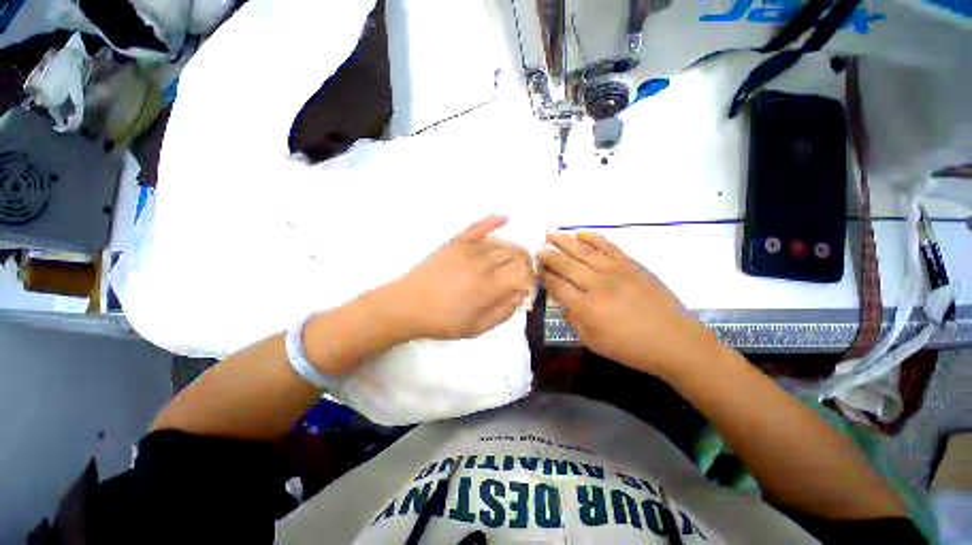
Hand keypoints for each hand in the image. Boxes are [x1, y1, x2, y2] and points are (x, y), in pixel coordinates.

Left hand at [389, 215, 533, 339]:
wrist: (407, 305)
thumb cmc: (442, 321)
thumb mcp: (477, 328)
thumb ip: (503, 312)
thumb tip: (520, 296)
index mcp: (489, 286)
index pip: (523, 274)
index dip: (530, 279)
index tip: (527, 287)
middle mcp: (483, 263)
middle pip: (516, 255)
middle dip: (525, 264)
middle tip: (522, 275)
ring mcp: (468, 249)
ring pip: (502, 243)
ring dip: (513, 250)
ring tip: (514, 260)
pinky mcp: (455, 242)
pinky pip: (478, 227)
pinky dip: (492, 221)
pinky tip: (505, 217)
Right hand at [538, 231, 716, 376]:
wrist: (675, 341)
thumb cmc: (631, 348)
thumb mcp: (593, 342)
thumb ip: (573, 319)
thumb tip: (563, 301)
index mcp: (587, 308)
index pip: (557, 286)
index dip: (543, 276)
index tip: (535, 270)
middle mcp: (597, 285)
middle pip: (565, 265)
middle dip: (548, 256)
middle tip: (537, 250)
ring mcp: (615, 271)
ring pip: (583, 251)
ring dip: (563, 241)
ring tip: (549, 233)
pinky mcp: (631, 264)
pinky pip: (607, 246)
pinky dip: (592, 237)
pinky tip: (580, 233)